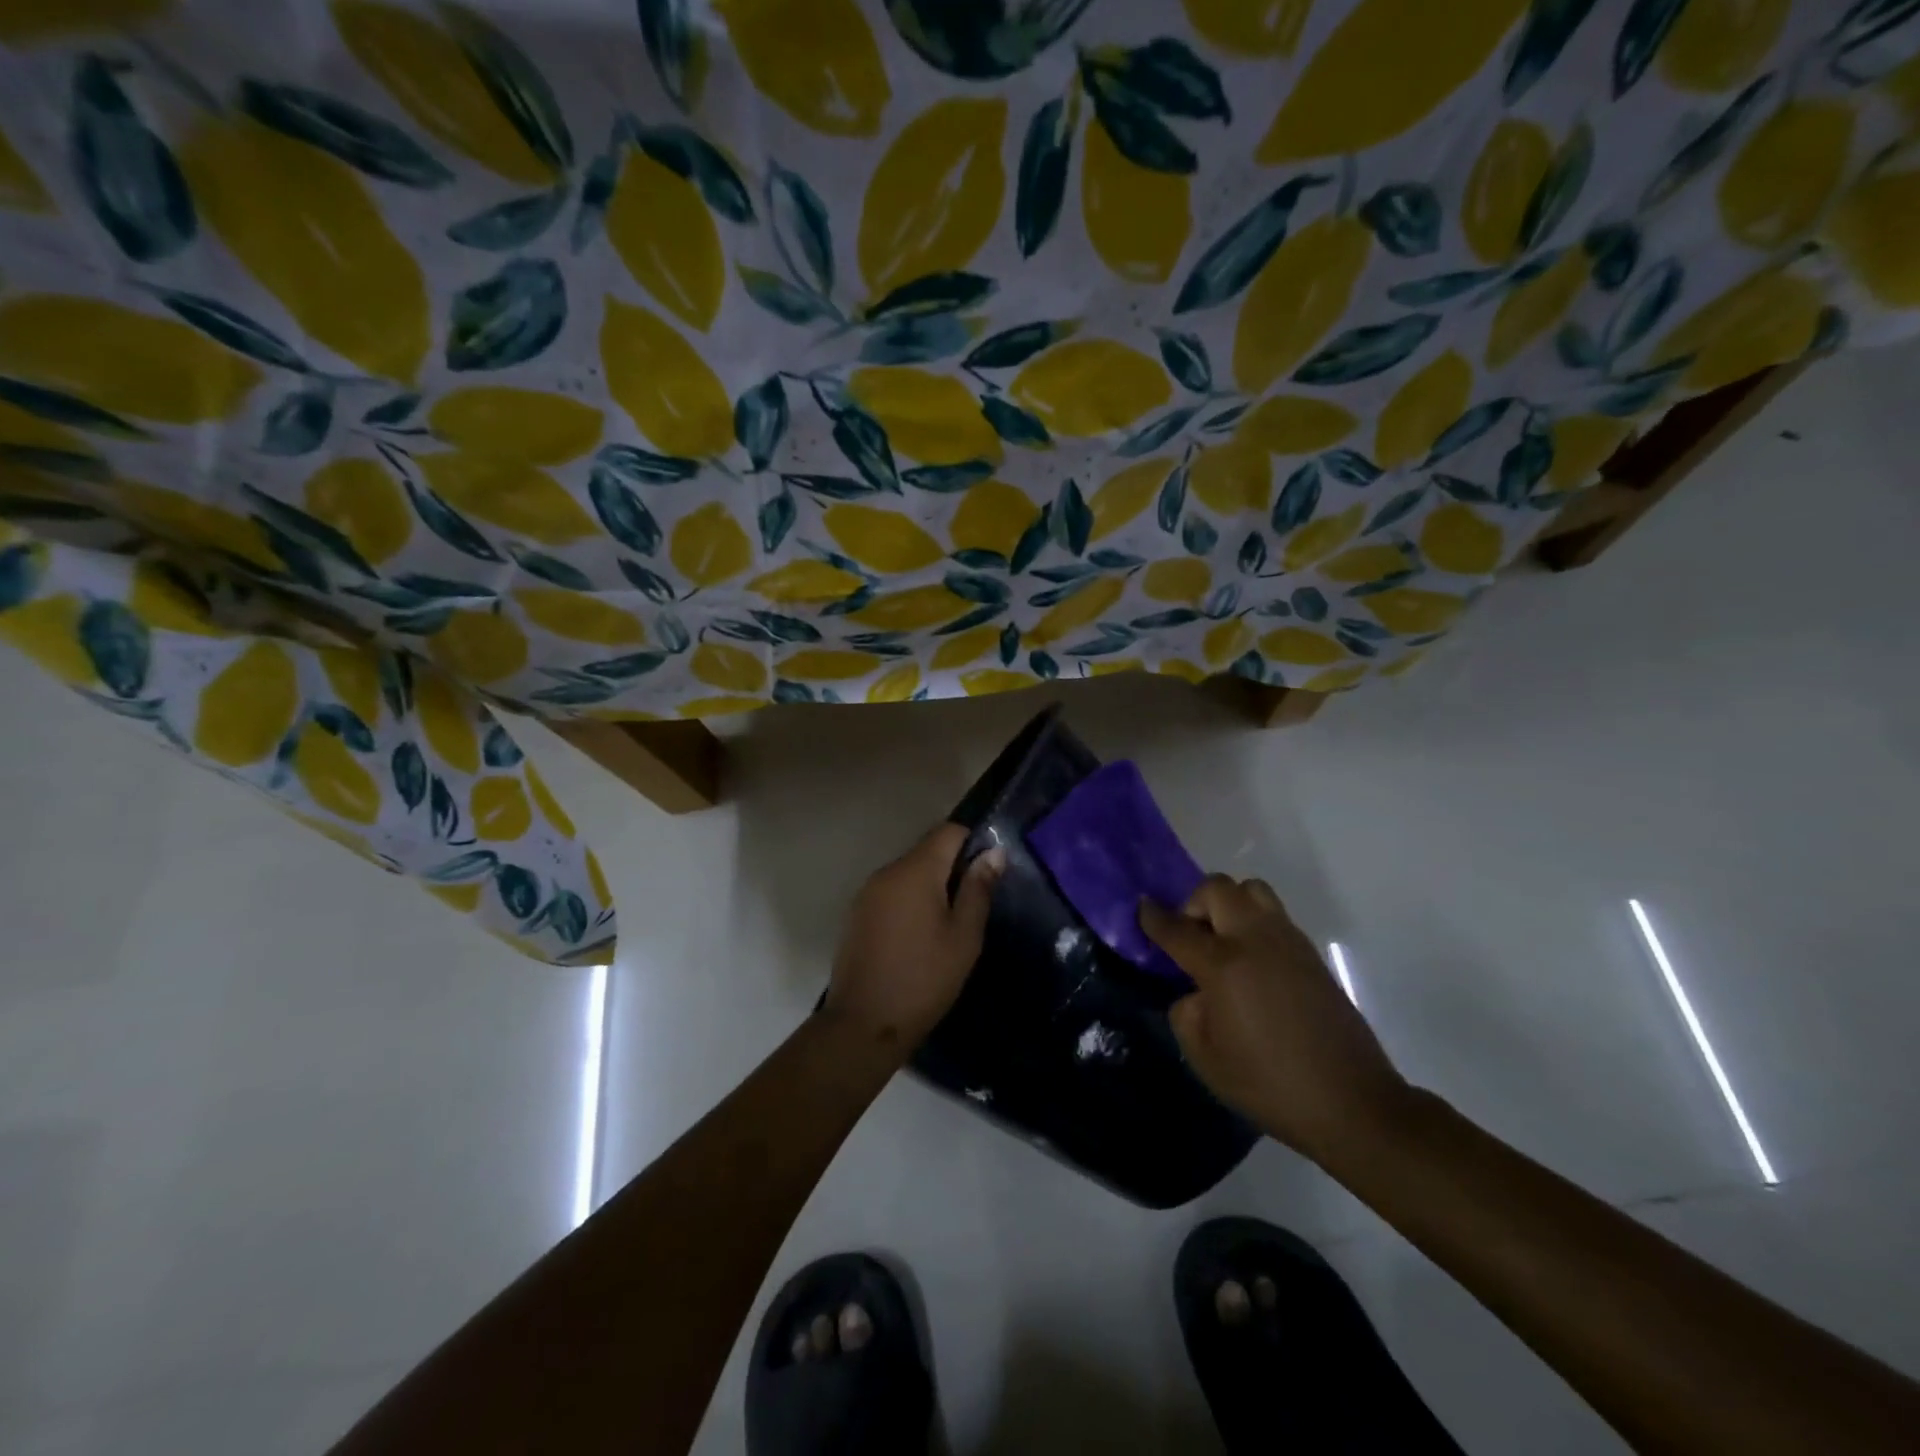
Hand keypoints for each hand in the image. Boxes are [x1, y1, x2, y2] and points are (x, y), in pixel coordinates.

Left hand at [824, 823, 1003, 1056]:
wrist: (864, 1024)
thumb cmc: (924, 978)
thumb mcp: (964, 936)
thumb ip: (978, 889)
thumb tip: (994, 852)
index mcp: (915, 870)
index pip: (948, 831)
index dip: (973, 842)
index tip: (989, 870)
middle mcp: (887, 871)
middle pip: (927, 851)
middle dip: (953, 867)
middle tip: (974, 903)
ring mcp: (867, 893)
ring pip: (908, 873)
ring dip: (931, 886)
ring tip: (949, 923)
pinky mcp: (857, 914)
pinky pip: (891, 893)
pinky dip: (910, 901)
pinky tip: (920, 935)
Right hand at [1141, 876, 1410, 1163]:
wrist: (1351, 1102)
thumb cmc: (1268, 1084)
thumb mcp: (1205, 1057)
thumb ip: (1187, 1011)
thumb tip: (1195, 991)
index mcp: (1223, 965)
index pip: (1177, 927)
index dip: (1153, 916)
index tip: (1141, 907)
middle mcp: (1255, 940)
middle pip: (1218, 888)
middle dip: (1194, 902)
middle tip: (1191, 935)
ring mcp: (1289, 943)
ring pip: (1253, 890)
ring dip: (1229, 905)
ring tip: (1224, 942)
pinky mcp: (1312, 955)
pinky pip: (1274, 916)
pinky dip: (1254, 923)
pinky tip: (1252, 963)